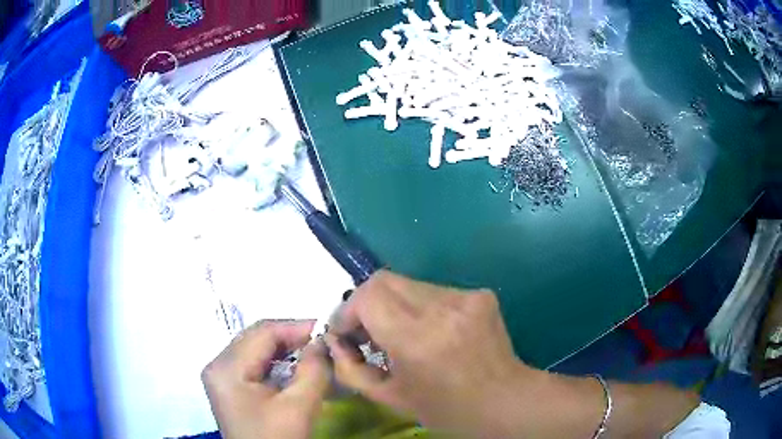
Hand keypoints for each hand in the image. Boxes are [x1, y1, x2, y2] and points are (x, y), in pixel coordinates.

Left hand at [202, 320, 328, 438]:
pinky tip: (294, 368)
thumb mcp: (299, 407)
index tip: (326, 330)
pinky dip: (276, 362)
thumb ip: (313, 369)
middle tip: (322, 342)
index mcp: (227, 368)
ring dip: (284, 349)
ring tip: (312, 353)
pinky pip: (253, 364)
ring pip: (255, 349)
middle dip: (291, 338)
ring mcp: (221, 376)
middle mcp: (217, 365)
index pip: (262, 332)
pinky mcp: (229, 386)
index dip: (296, 327)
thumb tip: (323, 341)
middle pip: (256, 338)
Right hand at [326, 270, 537, 435]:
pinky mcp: (480, 294)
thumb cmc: (446, 409)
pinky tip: (432, 332)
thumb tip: (334, 340)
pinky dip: (421, 307)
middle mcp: (442, 308)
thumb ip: (351, 368)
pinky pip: (434, 290)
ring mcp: (465, 297)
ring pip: (409, 283)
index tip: (347, 334)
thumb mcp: (390, 398)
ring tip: (401, 334)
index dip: (348, 311)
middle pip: (384, 279)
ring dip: (395, 305)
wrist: (506, 401)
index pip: (367, 296)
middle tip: (368, 332)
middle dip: (366, 303)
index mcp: (417, 338)